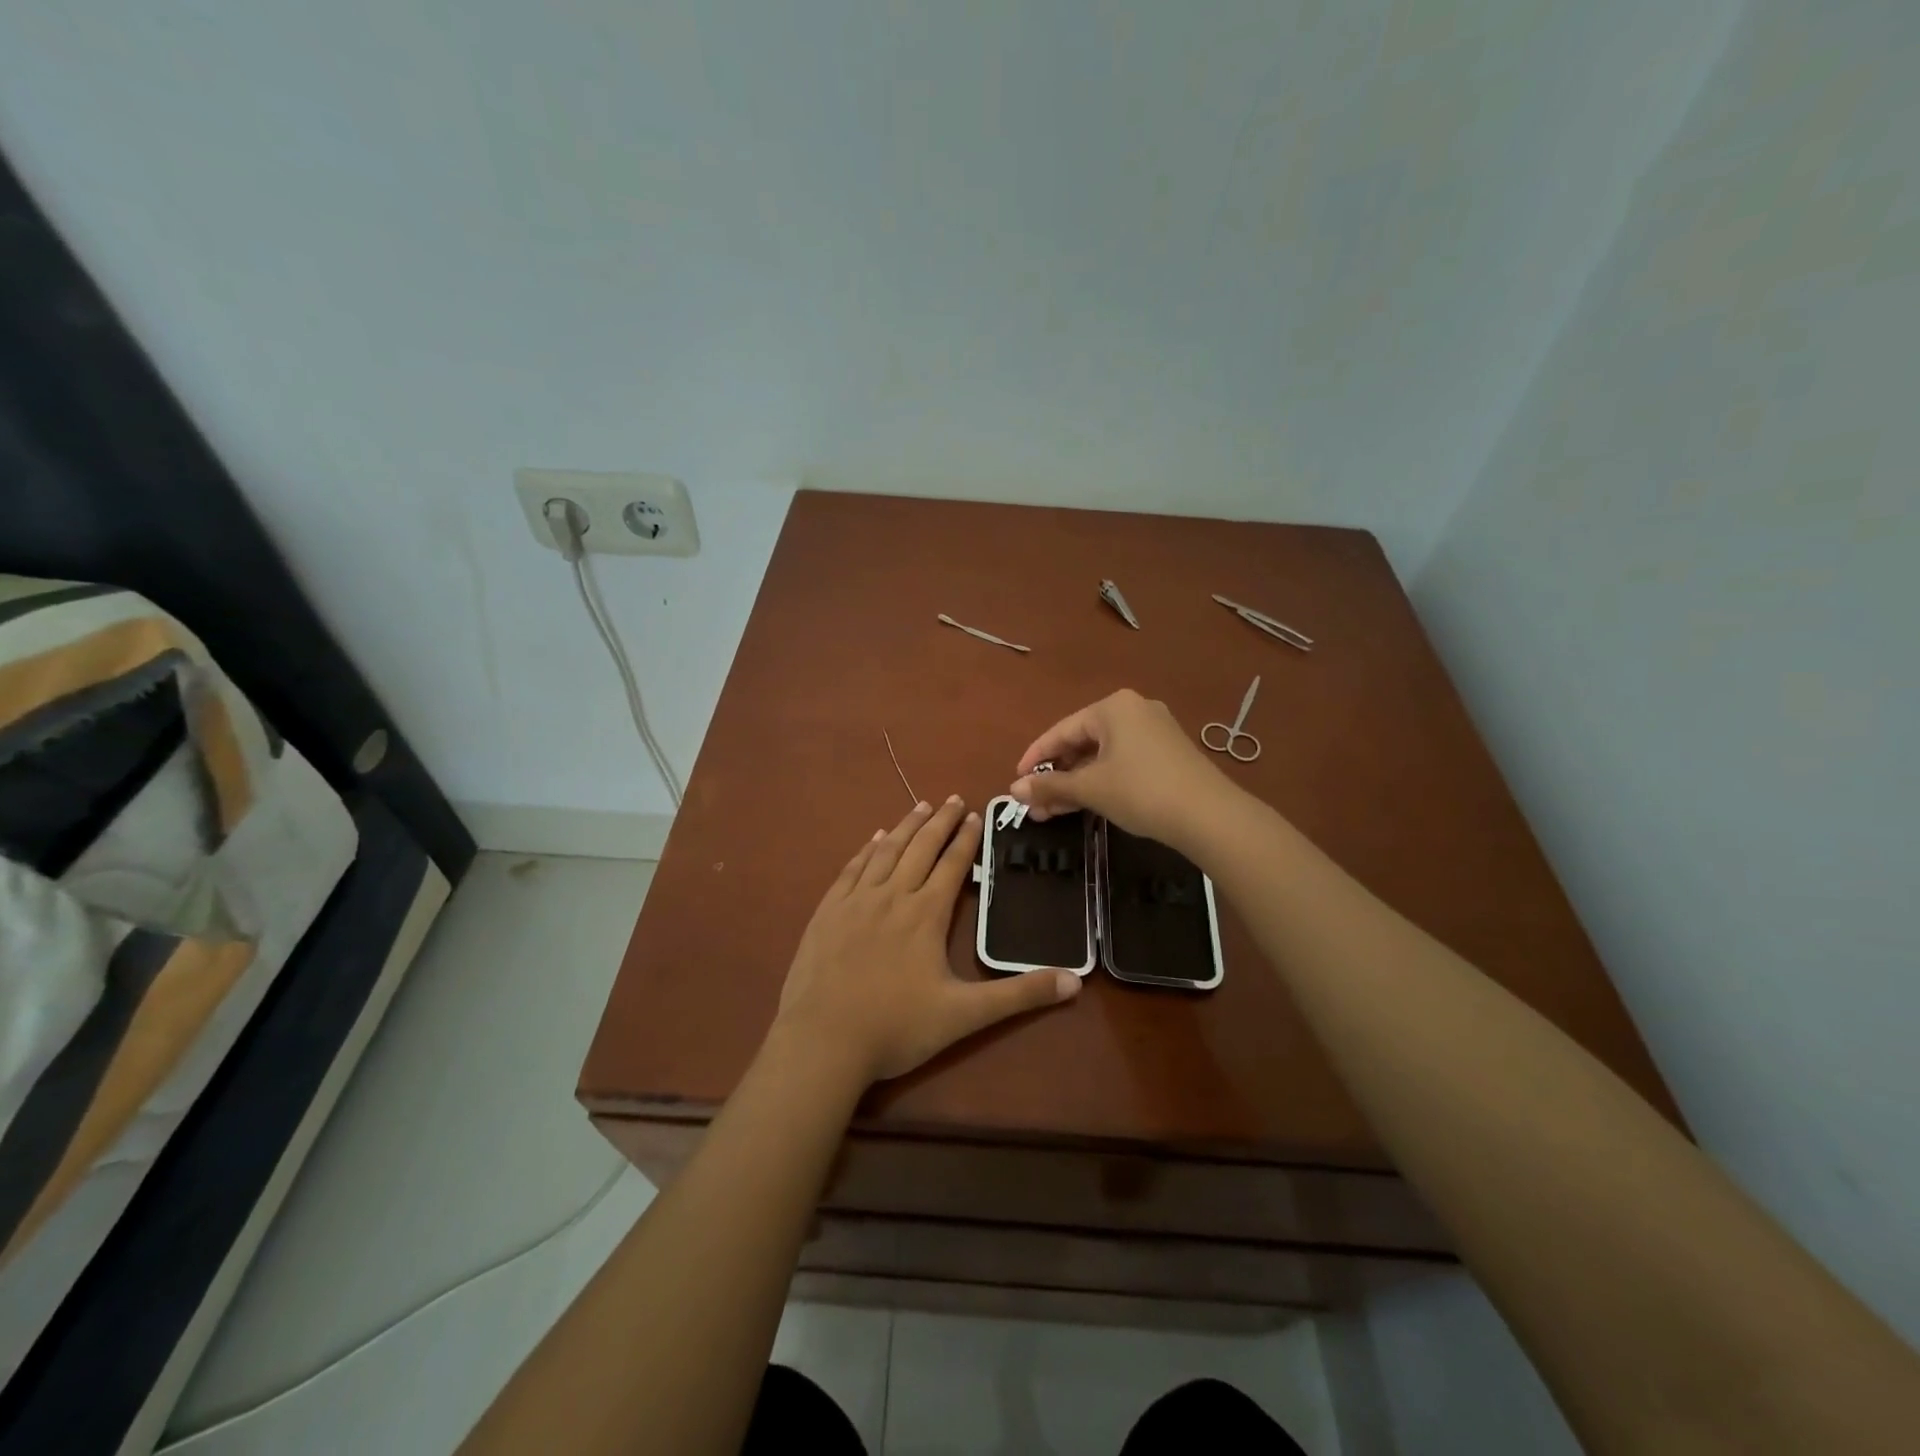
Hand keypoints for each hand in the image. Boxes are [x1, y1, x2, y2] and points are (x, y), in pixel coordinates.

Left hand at [773, 797, 1080, 1083]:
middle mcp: (892, 895)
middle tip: (952, 798)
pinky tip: (874, 838)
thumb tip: (1075, 983)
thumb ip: (1019, 995)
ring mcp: (855, 901)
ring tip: (920, 806)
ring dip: (906, 826)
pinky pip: (851, 868)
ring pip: (886, 851)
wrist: (823, 1042)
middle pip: (920, 848)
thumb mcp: (965, 1015)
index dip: (966, 838)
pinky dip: (867, 849)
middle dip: (939, 821)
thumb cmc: (896, 1027)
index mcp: (925, 914)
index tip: (975, 814)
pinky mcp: (827, 911)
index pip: (952, 864)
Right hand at [1009, 689, 1234, 848]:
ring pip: (1102, 756)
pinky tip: (1086, 805)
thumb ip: (1049, 786)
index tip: (1017, 782)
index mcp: (1113, 707)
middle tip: (1035, 804)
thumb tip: (1013, 790)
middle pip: (1082, 742)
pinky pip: (1123, 762)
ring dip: (1076, 783)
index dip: (1035, 758)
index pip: (1061, 731)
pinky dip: (1101, 782)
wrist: (1209, 816)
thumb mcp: (1090, 789)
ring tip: (1052, 812)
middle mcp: (1134, 710)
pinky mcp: (1169, 754)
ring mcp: (1155, 732)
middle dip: (1056, 776)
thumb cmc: (1141, 791)